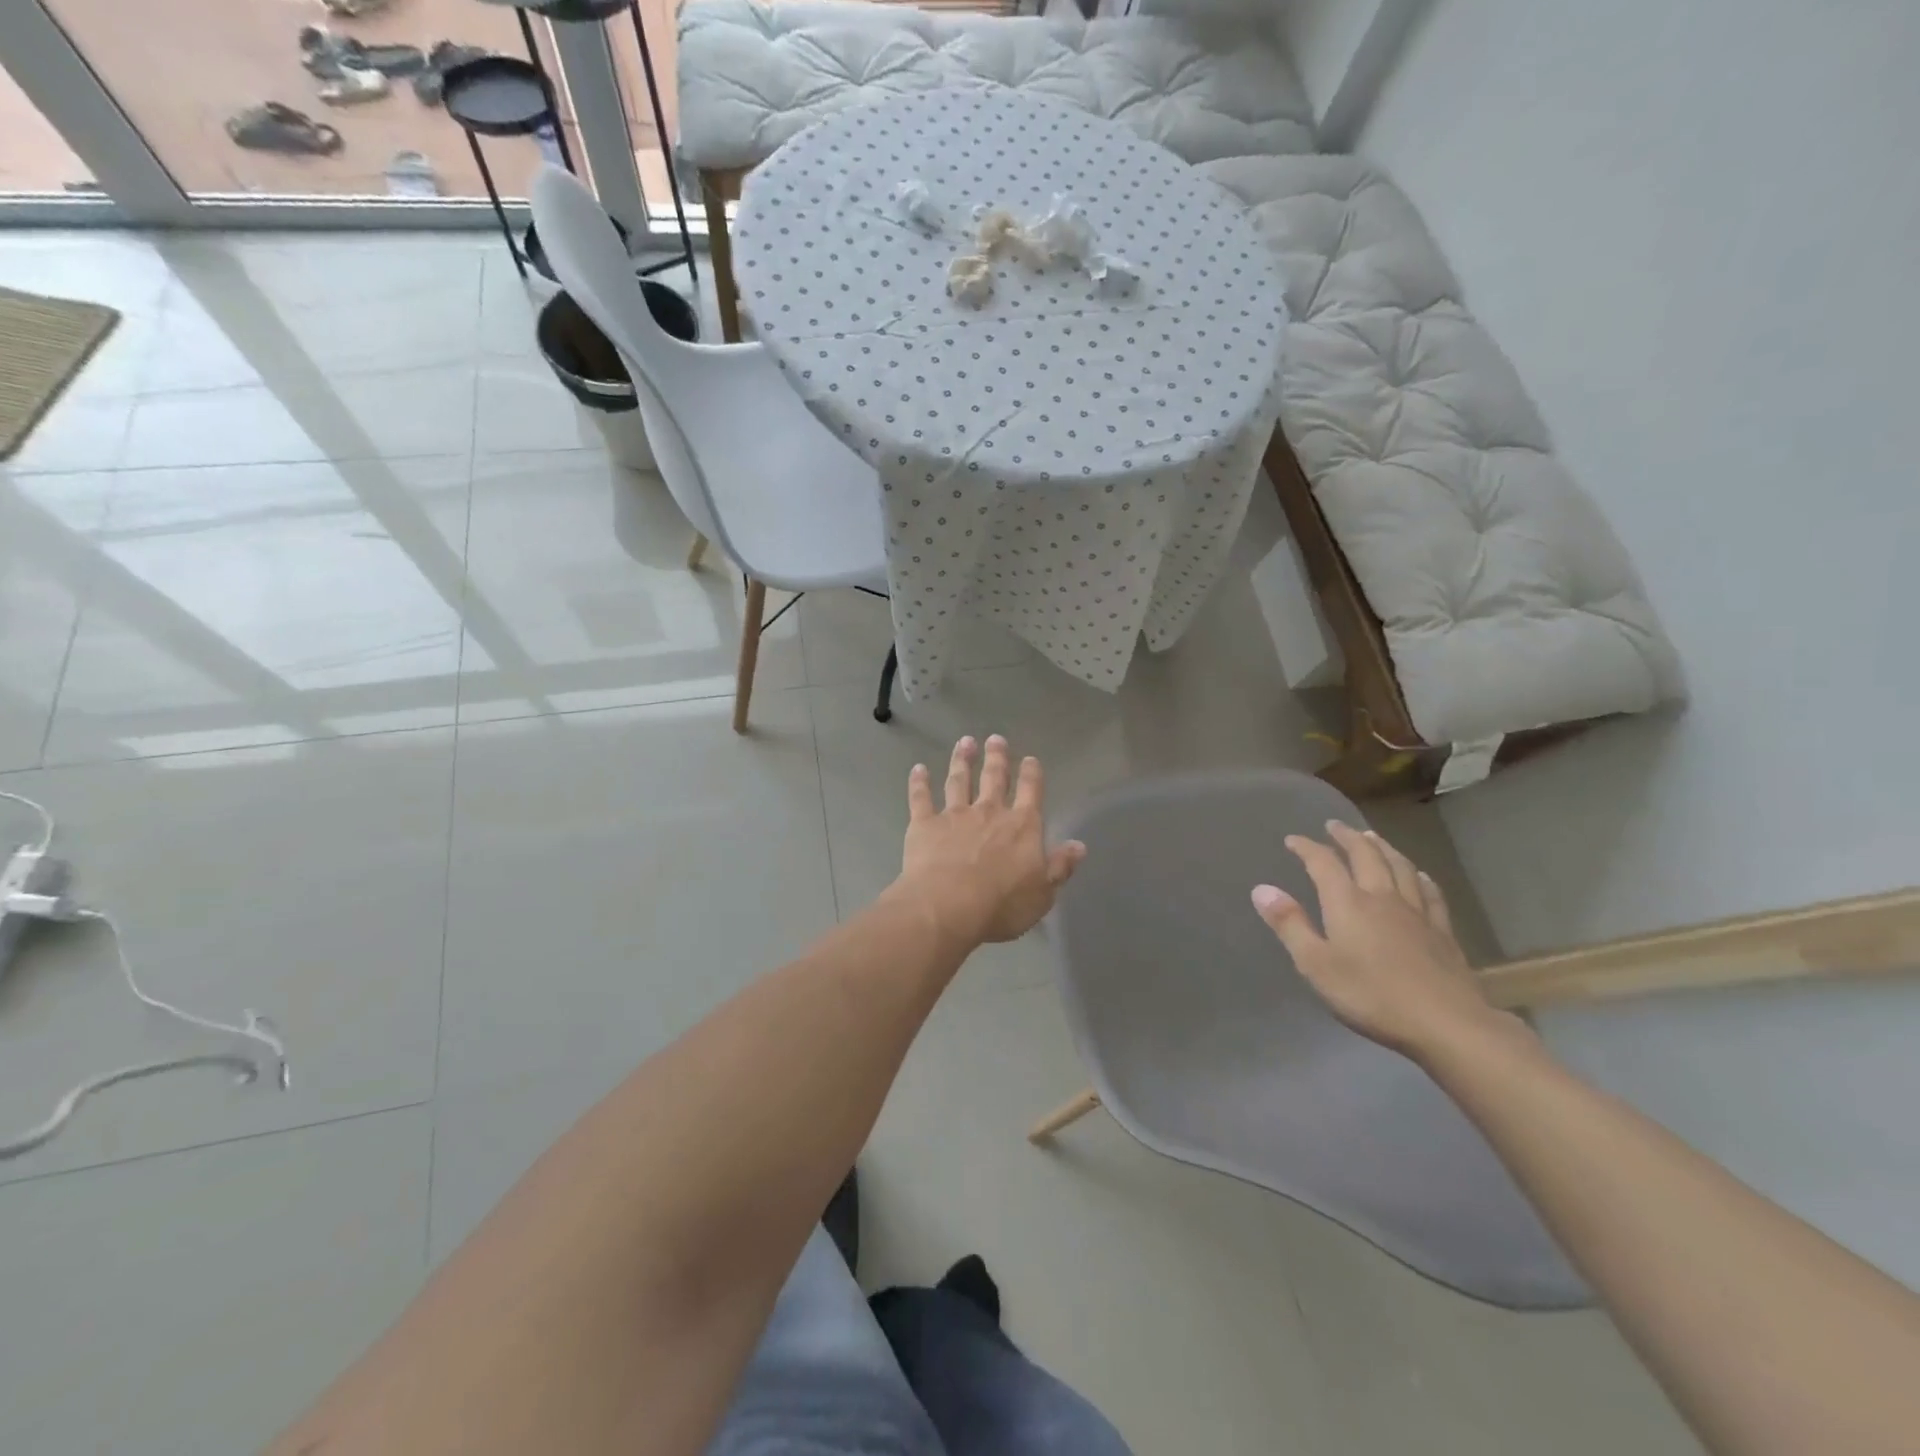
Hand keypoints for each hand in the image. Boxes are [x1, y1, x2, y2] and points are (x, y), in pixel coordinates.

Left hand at [894, 735, 1085, 946]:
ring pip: (959, 780)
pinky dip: (919, 782)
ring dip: (962, 760)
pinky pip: (921, 797)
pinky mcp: (924, 824)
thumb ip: (1060, 867)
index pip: (1030, 792)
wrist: (948, 906)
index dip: (1031, 774)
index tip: (1030, 758)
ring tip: (965, 742)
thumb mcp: (1043, 893)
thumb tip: (1079, 845)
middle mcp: (989, 812)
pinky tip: (918, 769)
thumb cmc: (1001, 905)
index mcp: (1022, 826)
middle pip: (994, 778)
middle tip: (995, 739)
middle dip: (996, 757)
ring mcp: (955, 815)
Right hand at [1251, 822, 1515, 1061]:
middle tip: (1335, 825)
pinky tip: (1418, 875)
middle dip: (1347, 838)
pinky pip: (1430, 893)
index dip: (1307, 848)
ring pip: (1399, 867)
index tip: (1293, 840)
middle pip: (1366, 856)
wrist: (1446, 1023)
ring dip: (1383, 847)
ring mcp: (1416, 913)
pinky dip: (1419, 877)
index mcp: (1348, 903)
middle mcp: (1382, 897)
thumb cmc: (1371, 996)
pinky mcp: (1442, 931)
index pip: (1324, 864)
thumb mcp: (1316, 965)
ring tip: (1372, 837)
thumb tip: (1262, 889)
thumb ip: (1289, 925)